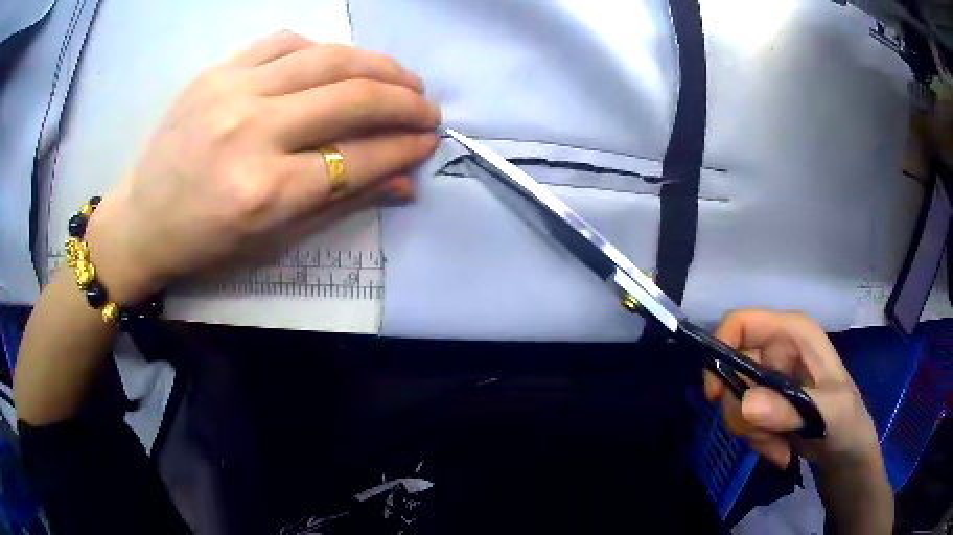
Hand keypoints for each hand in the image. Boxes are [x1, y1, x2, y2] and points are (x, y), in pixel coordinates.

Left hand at [83, 32, 439, 302]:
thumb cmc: (206, 242)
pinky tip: (337, 63)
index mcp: (265, 192)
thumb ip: (343, 202)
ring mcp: (231, 91)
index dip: (404, 146)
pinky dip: (323, 49)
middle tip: (427, 106)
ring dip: (378, 65)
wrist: (142, 219)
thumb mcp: (274, 238)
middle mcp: (251, 133)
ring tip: (401, 77)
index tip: (429, 140)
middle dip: (404, 100)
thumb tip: (404, 179)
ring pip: (327, 58)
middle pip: (351, 97)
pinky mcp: (217, 70)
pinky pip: (286, 41)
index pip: (358, 158)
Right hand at [704, 310, 881, 470]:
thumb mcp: (826, 413)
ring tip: (779, 447)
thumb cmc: (846, 420)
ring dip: (751, 432)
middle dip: (742, 411)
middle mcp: (776, 349)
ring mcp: (770, 377)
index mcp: (793, 333)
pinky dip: (755, 440)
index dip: (720, 350)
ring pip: (735, 400)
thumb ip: (788, 409)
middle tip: (763, 436)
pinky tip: (778, 450)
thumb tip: (744, 404)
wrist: (846, 450)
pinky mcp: (765, 403)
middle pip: (732, 369)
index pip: (740, 323)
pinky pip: (743, 419)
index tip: (716, 396)